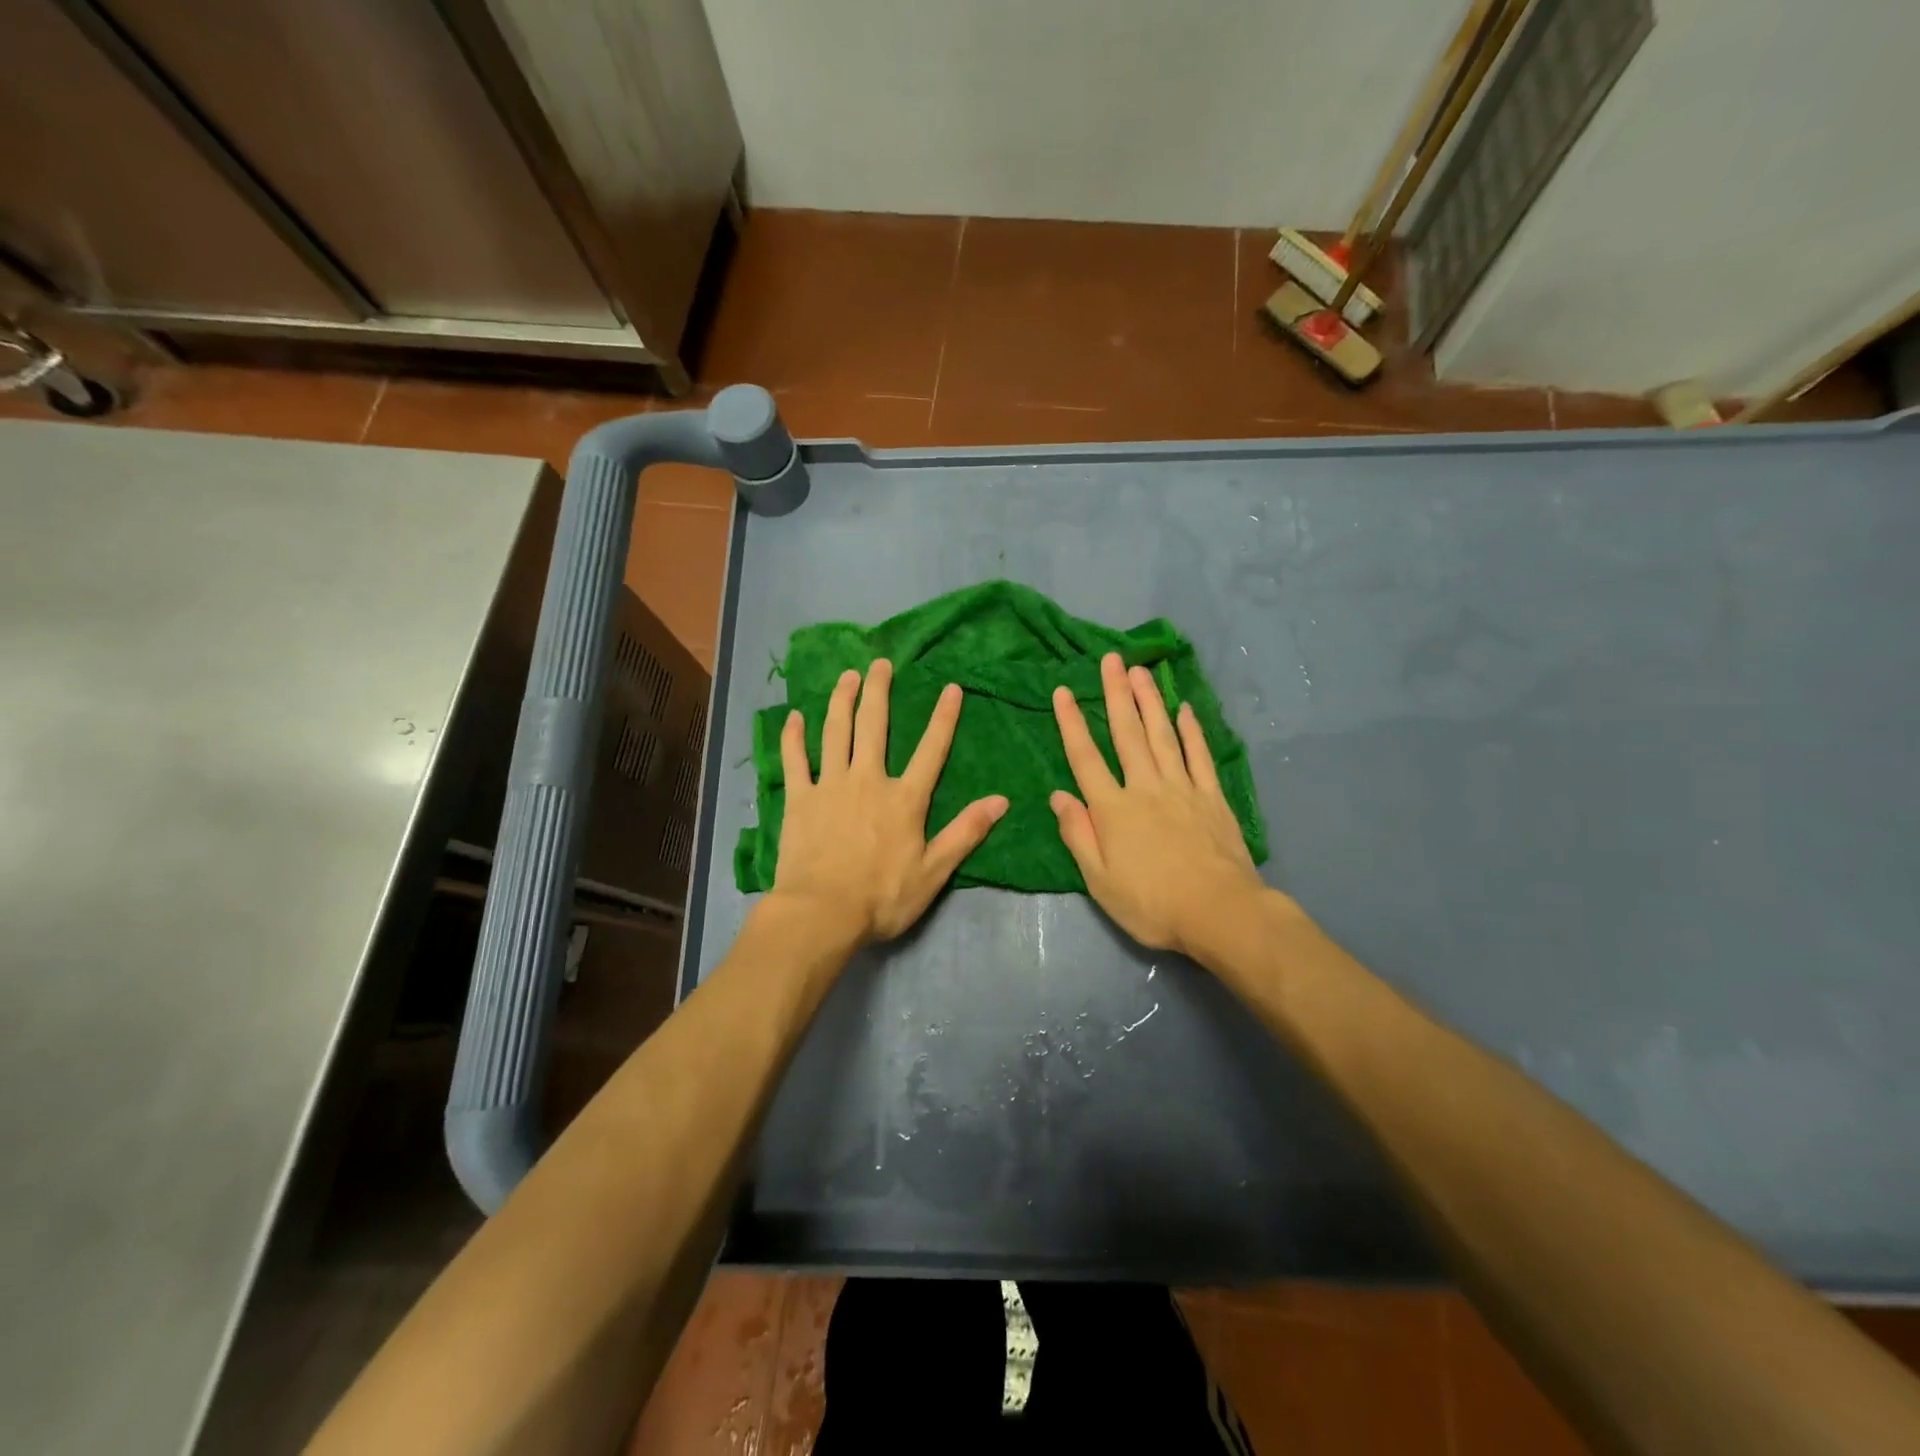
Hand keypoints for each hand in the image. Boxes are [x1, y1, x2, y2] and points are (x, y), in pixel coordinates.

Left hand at [772, 659, 1008, 942]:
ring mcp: (830, 785)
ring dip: (842, 700)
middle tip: (880, 663)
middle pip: (874, 726)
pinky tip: (795, 717)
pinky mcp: (799, 799)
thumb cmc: (882, 897)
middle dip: (879, 691)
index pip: (931, 750)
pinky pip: (795, 760)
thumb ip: (965, 833)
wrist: (821, 913)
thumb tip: (1001, 801)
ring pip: (836, 732)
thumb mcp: (933, 871)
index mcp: (904, 798)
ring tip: (847, 676)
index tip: (950, 687)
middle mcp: (868, 780)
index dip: (943, 718)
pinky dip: (794, 737)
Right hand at [1051, 653, 1266, 955]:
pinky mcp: (1212, 797)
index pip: (1086, 757)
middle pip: (1127, 733)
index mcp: (1113, 809)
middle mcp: (1146, 787)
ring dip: (1150, 701)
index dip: (1071, 723)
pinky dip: (1192, 731)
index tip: (1062, 691)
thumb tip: (1059, 795)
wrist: (1220, 912)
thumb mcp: (1100, 881)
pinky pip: (1199, 755)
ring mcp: (1183, 788)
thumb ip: (1078, 835)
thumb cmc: (1152, 904)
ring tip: (1141, 672)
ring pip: (1162, 735)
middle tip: (1111, 660)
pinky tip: (1185, 709)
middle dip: (1116, 694)